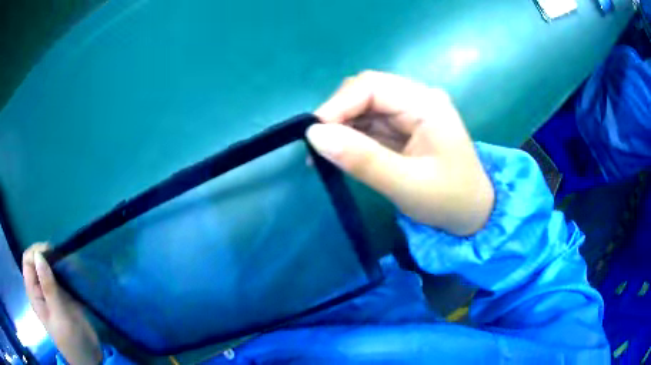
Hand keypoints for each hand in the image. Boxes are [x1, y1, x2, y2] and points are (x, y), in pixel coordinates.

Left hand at [23, 244, 101, 364]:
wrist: (90, 358)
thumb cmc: (70, 341)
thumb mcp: (59, 316)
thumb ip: (48, 288)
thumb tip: (39, 255)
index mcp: (34, 294)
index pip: (27, 262)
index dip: (36, 253)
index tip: (50, 252)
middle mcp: (40, 290)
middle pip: (37, 262)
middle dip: (47, 255)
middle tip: (61, 257)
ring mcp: (52, 293)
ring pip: (49, 267)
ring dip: (57, 262)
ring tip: (69, 263)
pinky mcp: (63, 296)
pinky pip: (61, 277)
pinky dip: (66, 271)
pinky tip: (74, 272)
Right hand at [307, 71, 493, 235]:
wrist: (473, 215)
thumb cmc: (448, 200)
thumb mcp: (405, 184)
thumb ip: (361, 159)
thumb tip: (314, 135)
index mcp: (425, 103)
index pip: (371, 86)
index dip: (338, 104)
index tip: (313, 134)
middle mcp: (417, 99)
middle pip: (365, 91)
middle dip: (338, 114)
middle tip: (316, 145)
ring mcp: (410, 112)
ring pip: (364, 106)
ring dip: (341, 126)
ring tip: (322, 153)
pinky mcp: (404, 127)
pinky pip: (370, 123)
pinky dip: (351, 136)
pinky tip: (339, 153)